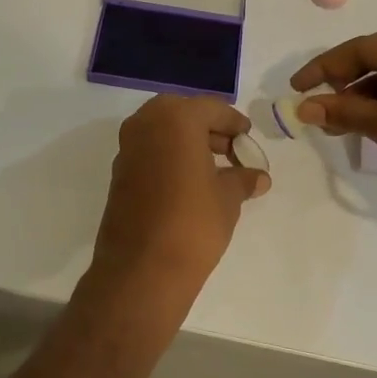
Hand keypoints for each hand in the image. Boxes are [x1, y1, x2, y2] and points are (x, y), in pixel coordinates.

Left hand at [86, 95, 269, 320]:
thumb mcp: (228, 198)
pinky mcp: (119, 173)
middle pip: (182, 113)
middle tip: (230, 149)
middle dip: (207, 127)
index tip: (247, 137)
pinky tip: (189, 182)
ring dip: (187, 141)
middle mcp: (146, 124)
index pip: (211, 108)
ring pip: (162, 131)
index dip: (233, 122)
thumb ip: (243, 179)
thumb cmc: (193, 223)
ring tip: (215, 168)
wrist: (142, 269)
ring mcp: (127, 148)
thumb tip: (258, 177)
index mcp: (175, 118)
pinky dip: (169, 156)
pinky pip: (149, 151)